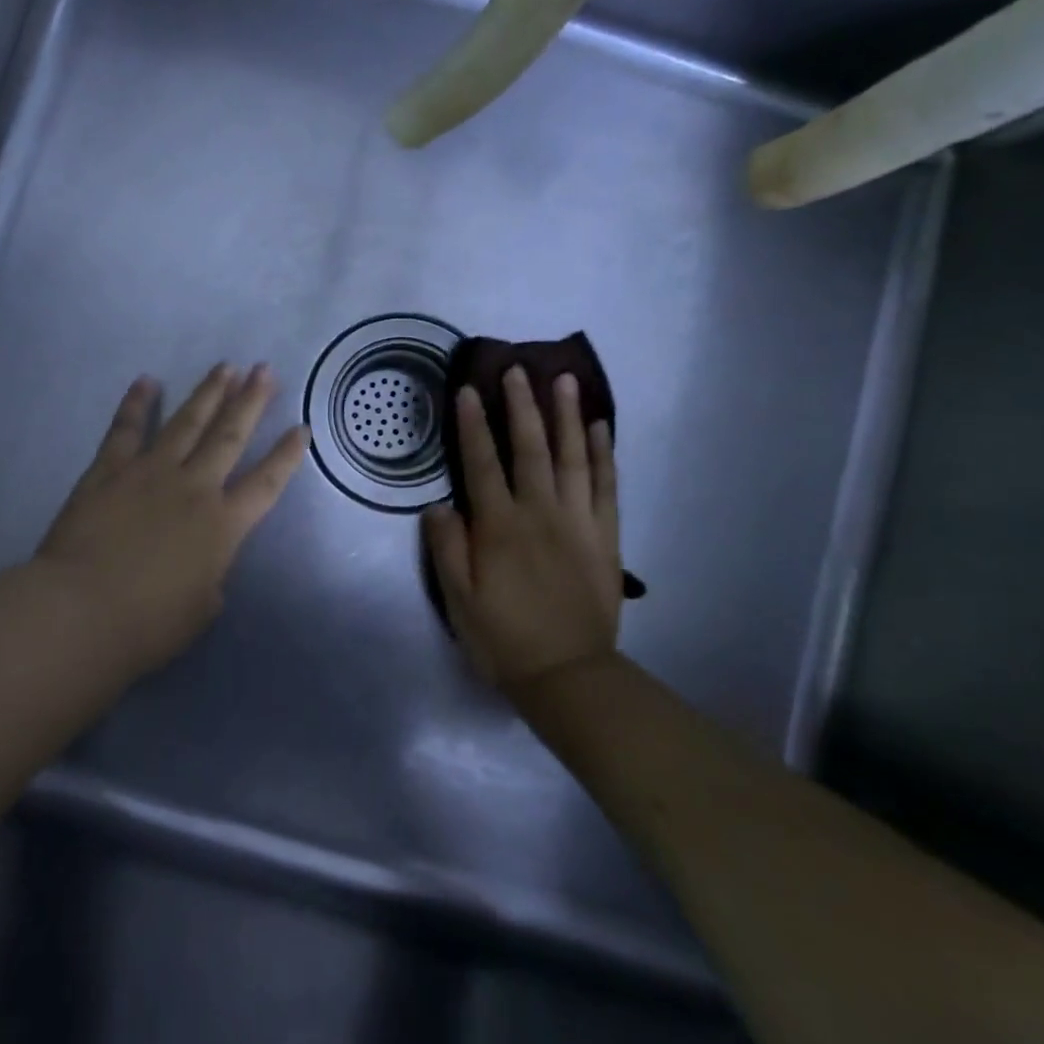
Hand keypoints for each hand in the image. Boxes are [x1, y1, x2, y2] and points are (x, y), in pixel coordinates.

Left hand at [36, 364, 308, 671]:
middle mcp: (194, 487)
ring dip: (208, 393)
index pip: (267, 482)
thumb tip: (204, 570)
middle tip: (264, 370)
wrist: (82, 612)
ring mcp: (150, 472)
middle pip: (230, 436)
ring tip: (225, 367)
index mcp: (223, 524)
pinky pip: (126, 429)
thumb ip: (210, 581)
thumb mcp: (200, 611)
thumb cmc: (148, 624)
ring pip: (187, 423)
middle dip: (251, 401)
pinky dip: (136, 404)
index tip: (303, 428)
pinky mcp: (109, 471)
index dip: (287, 455)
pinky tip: (146, 381)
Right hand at [424, 367, 624, 691]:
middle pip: (530, 448)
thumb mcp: (458, 600)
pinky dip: (602, 454)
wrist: (568, 675)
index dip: (473, 425)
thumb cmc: (504, 637)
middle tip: (516, 368)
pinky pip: (606, 486)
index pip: (482, 464)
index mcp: (499, 527)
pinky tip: (599, 428)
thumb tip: (438, 504)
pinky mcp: (605, 535)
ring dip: (566, 415)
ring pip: (572, 457)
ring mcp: (578, 521)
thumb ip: (446, 548)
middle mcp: (540, 513)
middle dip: (521, 405)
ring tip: (562, 379)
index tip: (469, 390)